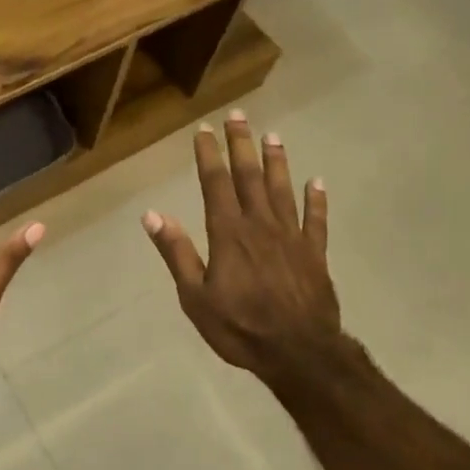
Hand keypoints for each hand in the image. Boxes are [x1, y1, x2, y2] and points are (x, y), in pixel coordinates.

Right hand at [142, 111, 339, 381]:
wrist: (298, 353)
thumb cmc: (240, 328)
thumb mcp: (195, 297)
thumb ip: (177, 253)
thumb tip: (152, 214)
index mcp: (229, 234)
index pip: (216, 184)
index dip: (209, 155)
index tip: (204, 130)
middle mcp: (261, 225)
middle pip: (250, 177)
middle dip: (242, 145)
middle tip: (239, 116)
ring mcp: (292, 237)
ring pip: (283, 190)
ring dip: (277, 161)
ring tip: (273, 135)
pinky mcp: (315, 253)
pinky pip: (316, 220)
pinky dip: (317, 199)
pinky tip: (317, 181)